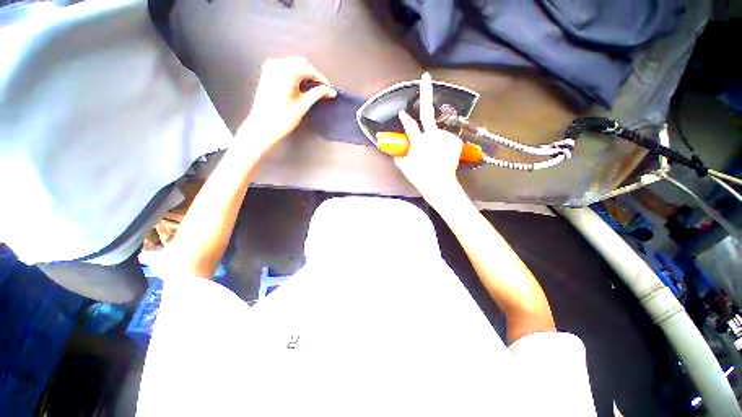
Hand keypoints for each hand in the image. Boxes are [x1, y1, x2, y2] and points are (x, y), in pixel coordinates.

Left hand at [238, 57, 336, 150]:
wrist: (262, 126)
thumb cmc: (284, 118)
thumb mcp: (303, 106)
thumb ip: (317, 94)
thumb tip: (331, 91)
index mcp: (287, 71)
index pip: (310, 70)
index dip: (321, 79)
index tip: (329, 90)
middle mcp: (277, 64)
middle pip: (301, 64)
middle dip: (312, 75)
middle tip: (320, 90)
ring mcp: (270, 68)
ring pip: (292, 64)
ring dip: (303, 74)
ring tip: (310, 90)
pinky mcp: (266, 74)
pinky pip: (284, 68)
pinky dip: (293, 74)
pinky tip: (297, 87)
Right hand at [395, 72, 463, 203]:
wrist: (440, 184)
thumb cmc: (420, 177)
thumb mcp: (404, 166)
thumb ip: (399, 154)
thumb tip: (397, 147)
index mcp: (418, 142)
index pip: (410, 125)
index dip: (405, 118)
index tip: (402, 112)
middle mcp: (432, 136)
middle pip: (428, 112)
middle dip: (426, 92)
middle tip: (425, 76)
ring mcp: (446, 137)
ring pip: (438, 131)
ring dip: (436, 138)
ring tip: (436, 154)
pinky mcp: (455, 141)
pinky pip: (447, 138)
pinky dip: (444, 144)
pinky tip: (443, 154)